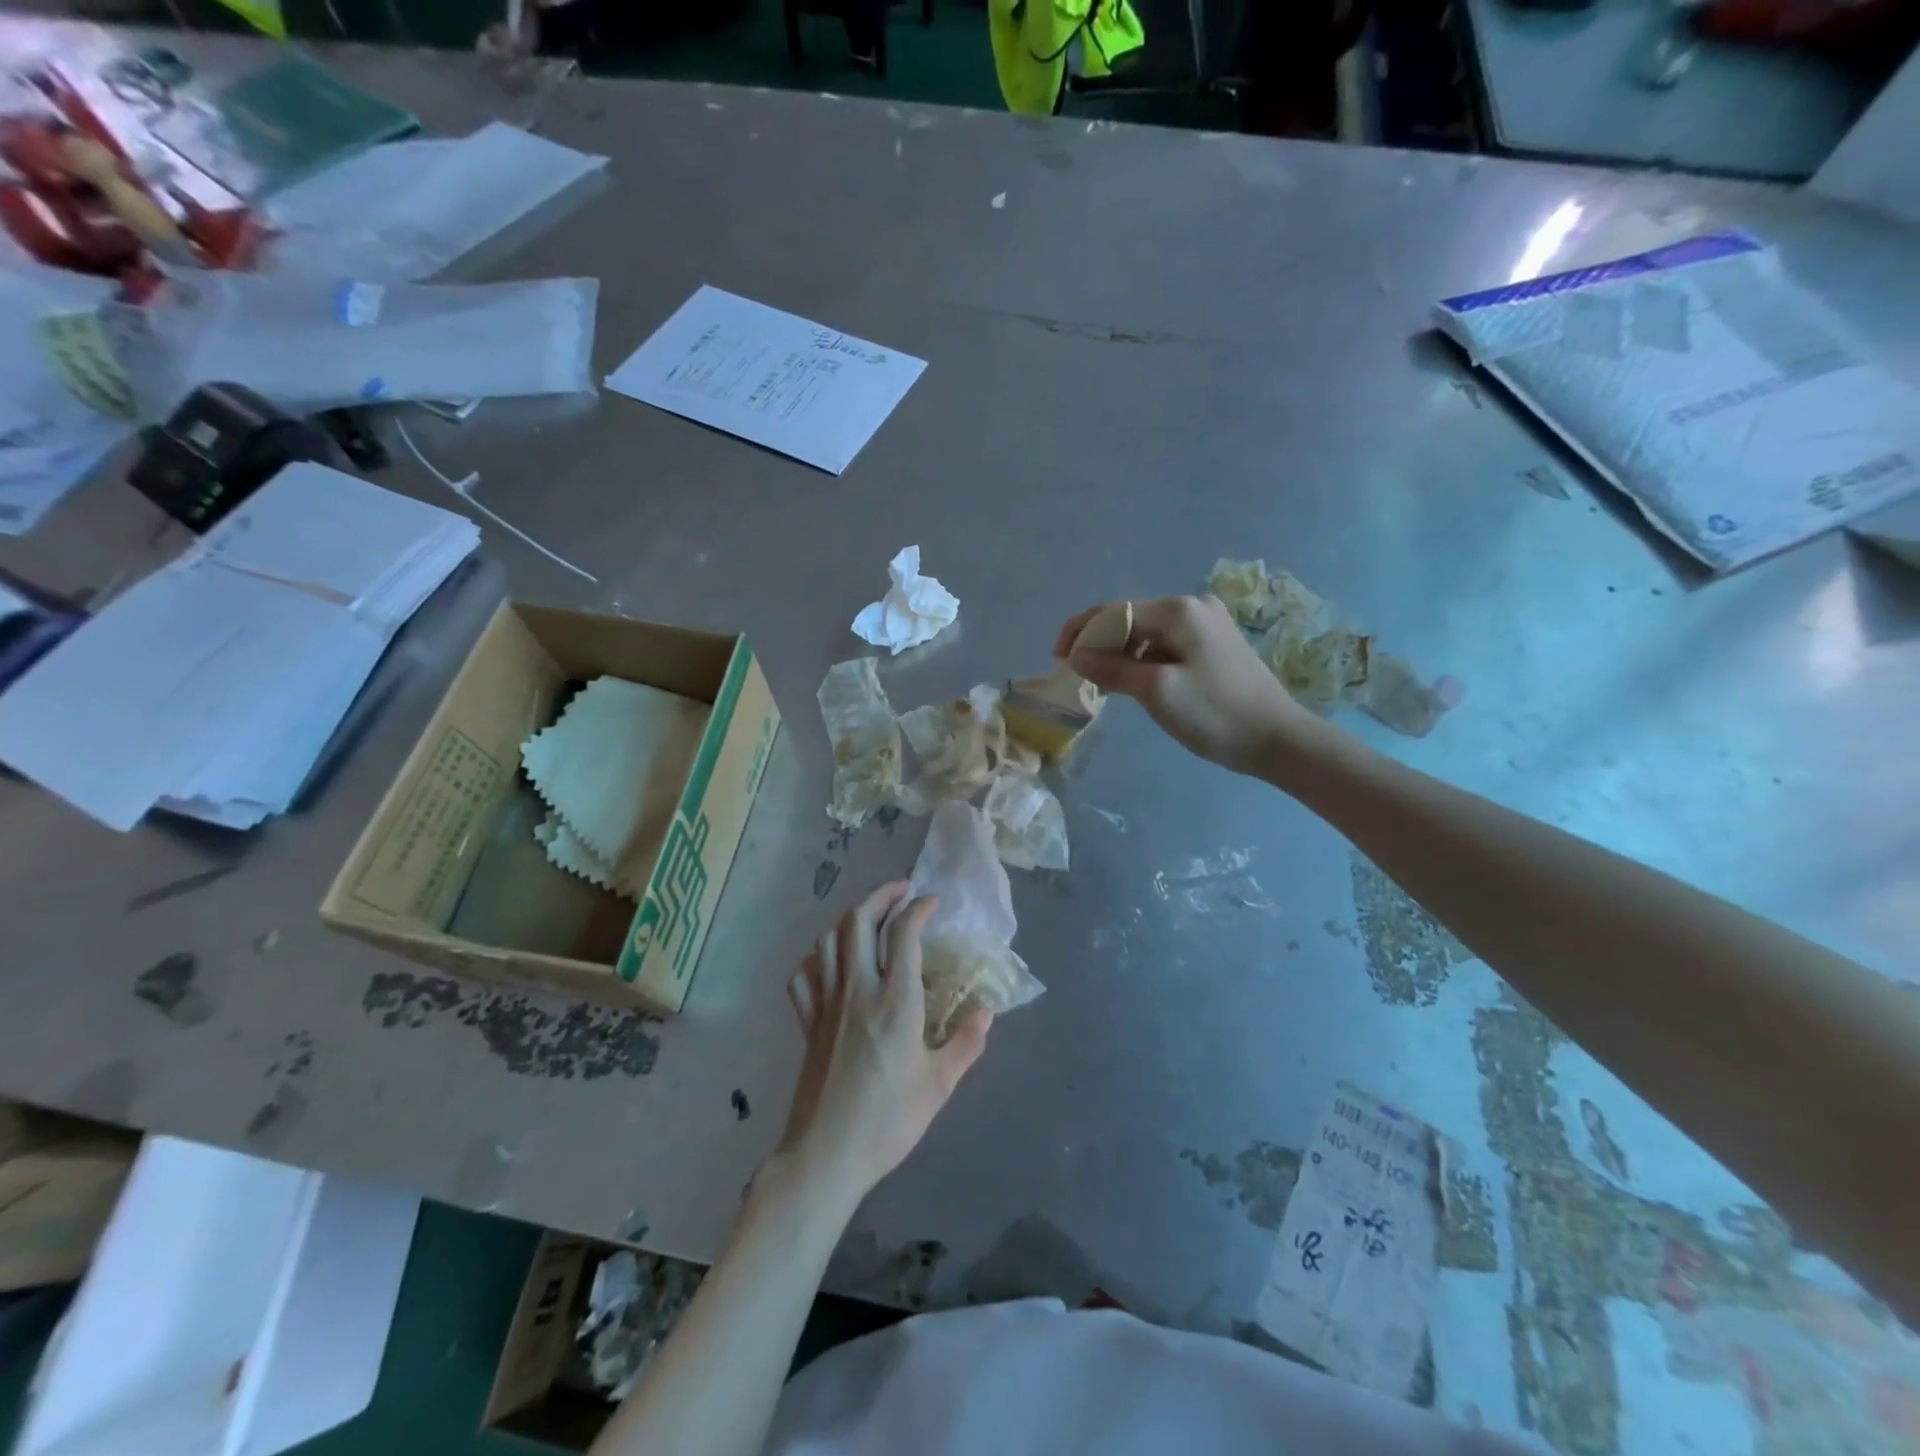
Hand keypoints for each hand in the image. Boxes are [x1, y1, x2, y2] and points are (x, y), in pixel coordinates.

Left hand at [778, 883, 991, 1205]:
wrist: (825, 1156)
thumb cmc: (888, 1121)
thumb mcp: (939, 1085)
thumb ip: (966, 1043)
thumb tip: (985, 1011)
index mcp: (895, 1002)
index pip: (903, 933)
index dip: (918, 908)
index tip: (933, 903)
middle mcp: (857, 991)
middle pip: (857, 921)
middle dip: (879, 896)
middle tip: (901, 892)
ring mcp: (826, 1004)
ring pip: (829, 940)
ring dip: (850, 919)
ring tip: (871, 918)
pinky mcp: (807, 1023)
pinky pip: (804, 975)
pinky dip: (818, 957)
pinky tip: (831, 962)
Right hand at [1055, 594, 1320, 776]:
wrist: (1279, 740)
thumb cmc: (1216, 714)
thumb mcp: (1157, 692)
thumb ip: (1112, 669)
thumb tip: (1076, 656)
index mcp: (1179, 611)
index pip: (1114, 611)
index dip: (1081, 632)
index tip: (1059, 661)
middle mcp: (1193, 606)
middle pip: (1130, 618)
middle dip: (1099, 644)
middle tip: (1079, 675)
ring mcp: (1207, 624)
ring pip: (1146, 633)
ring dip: (1120, 654)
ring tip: (1104, 684)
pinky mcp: (1214, 645)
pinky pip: (1165, 645)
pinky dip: (1143, 661)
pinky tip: (1135, 683)